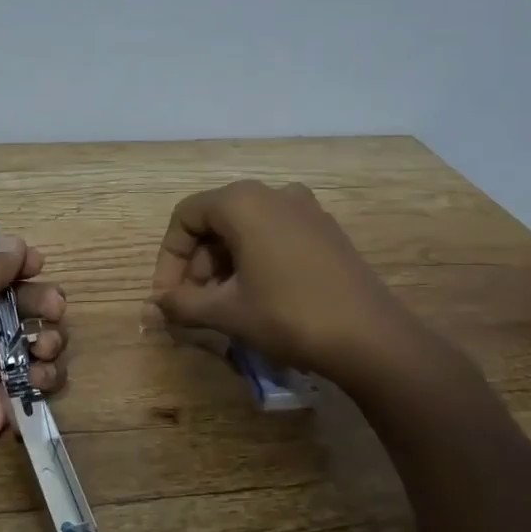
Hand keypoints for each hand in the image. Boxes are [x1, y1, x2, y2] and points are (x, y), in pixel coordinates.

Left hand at [0, 239, 67, 522]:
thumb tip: (18, 243)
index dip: (19, 267)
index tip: (38, 265)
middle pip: (23, 308)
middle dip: (45, 302)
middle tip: (53, 309)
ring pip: (36, 346)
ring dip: (50, 340)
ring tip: (43, 349)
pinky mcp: (1, 409)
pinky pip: (36, 387)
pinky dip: (46, 379)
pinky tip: (39, 380)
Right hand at [148, 180, 410, 384]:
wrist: (371, 339)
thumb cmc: (288, 316)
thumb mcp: (227, 312)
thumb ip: (183, 303)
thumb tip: (159, 303)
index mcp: (243, 201)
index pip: (186, 217)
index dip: (169, 258)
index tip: (168, 297)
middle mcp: (273, 193)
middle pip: (215, 221)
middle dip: (197, 264)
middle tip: (194, 305)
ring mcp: (305, 209)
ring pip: (245, 229)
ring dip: (223, 265)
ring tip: (223, 306)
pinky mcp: (325, 231)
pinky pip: (274, 235)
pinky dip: (253, 260)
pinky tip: (257, 297)